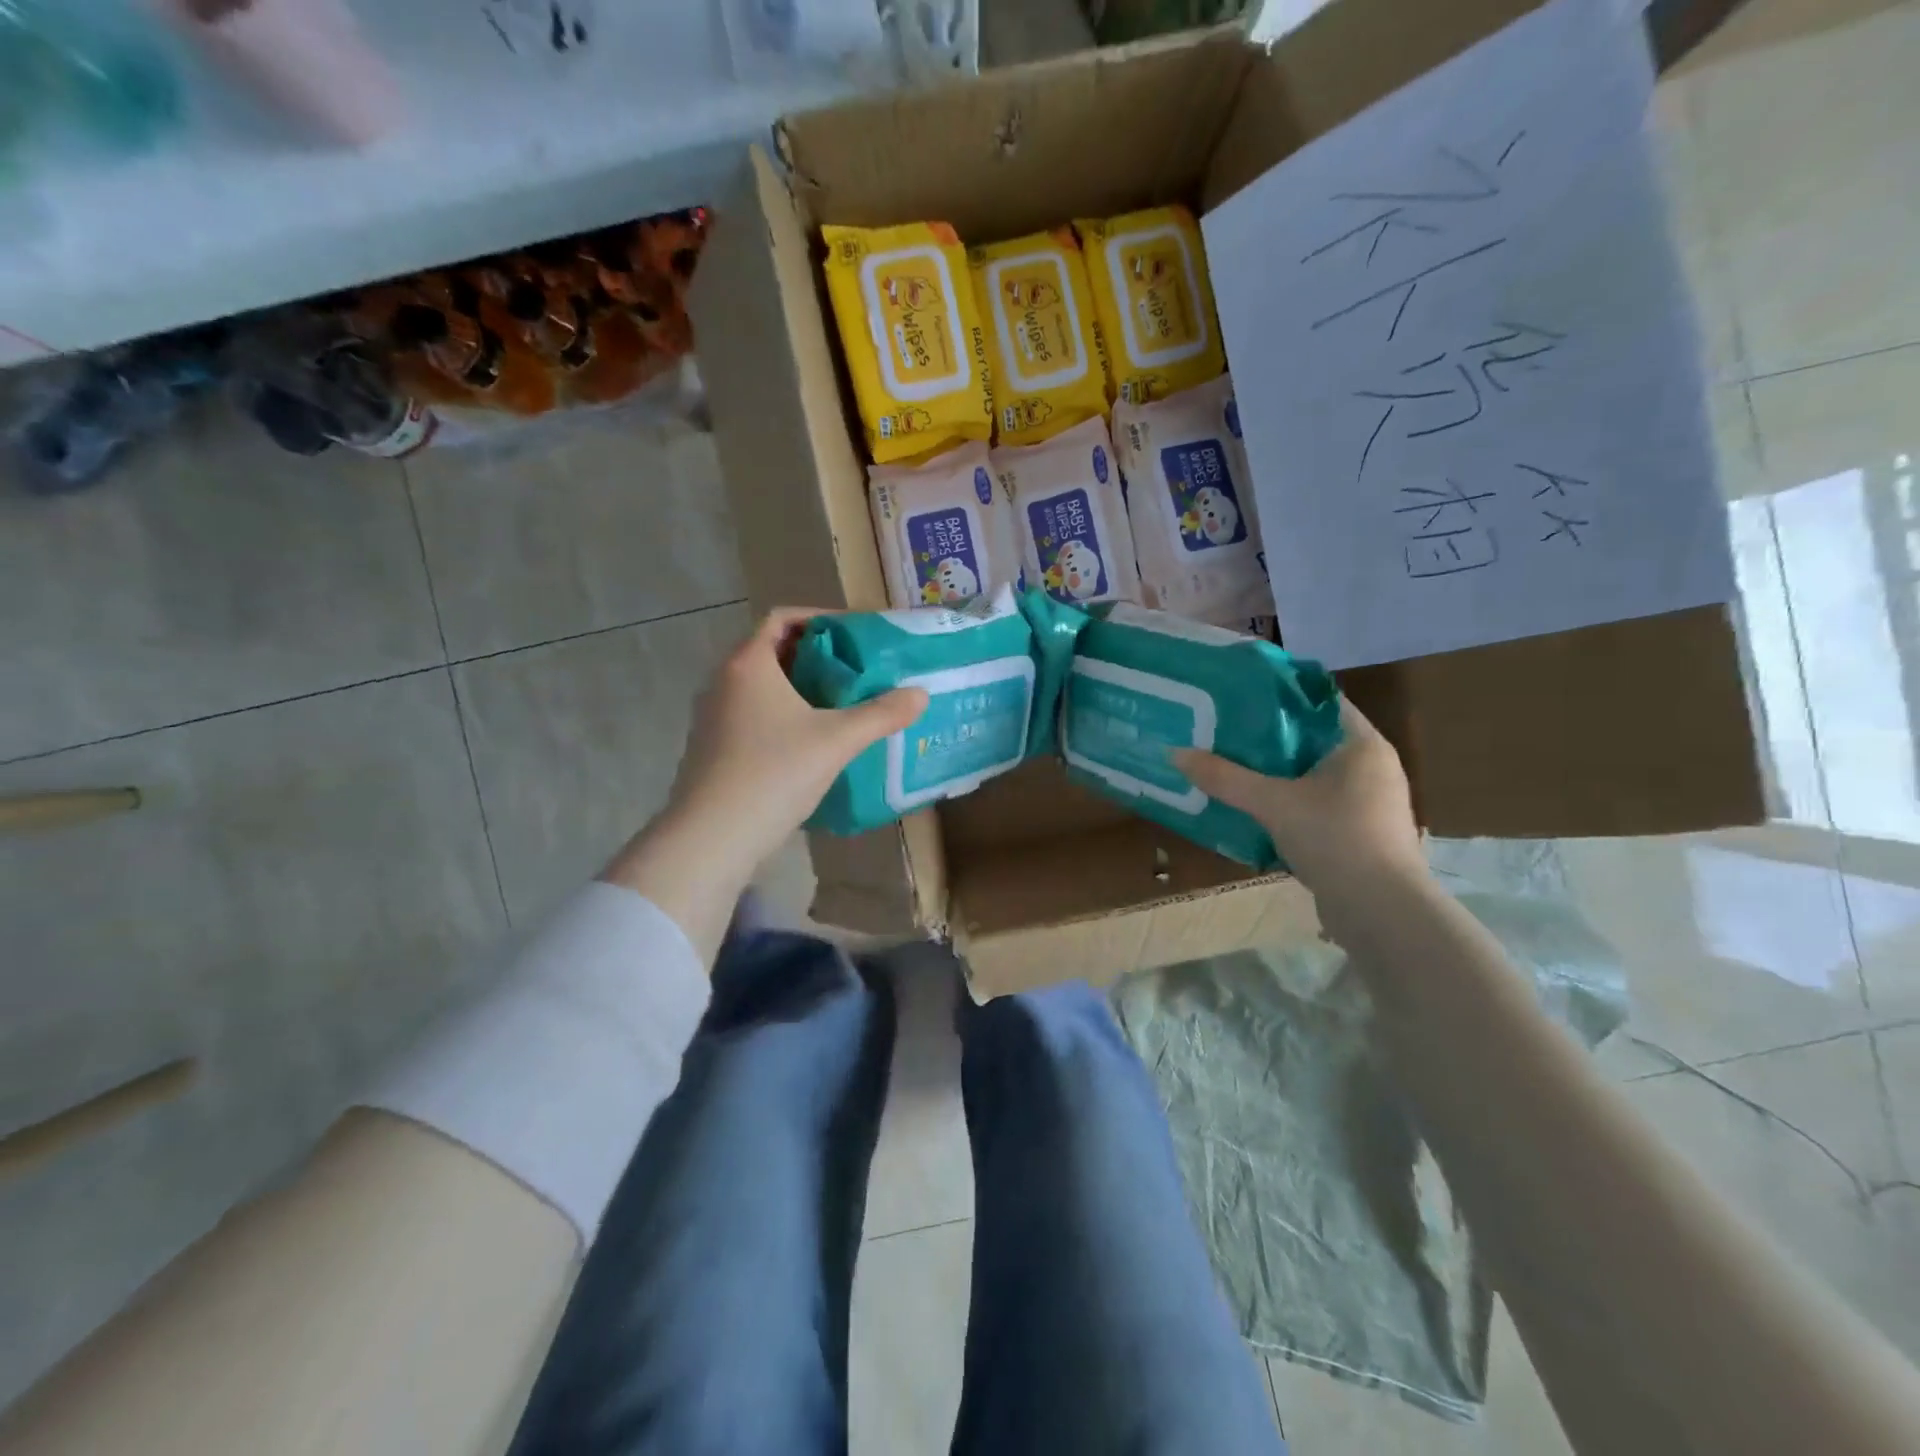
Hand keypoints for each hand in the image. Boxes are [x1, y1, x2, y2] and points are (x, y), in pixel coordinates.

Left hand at [663, 607, 928, 871]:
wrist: (711, 837)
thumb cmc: (773, 773)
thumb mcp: (836, 741)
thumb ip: (881, 714)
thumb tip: (920, 694)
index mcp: (748, 663)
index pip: (782, 617)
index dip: (821, 619)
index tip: (855, 635)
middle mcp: (724, 680)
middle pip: (773, 649)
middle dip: (817, 655)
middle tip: (857, 671)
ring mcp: (713, 715)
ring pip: (762, 685)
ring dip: (800, 686)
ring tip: (841, 704)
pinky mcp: (713, 746)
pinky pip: (753, 713)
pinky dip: (783, 713)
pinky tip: (811, 741)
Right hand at [1173, 699, 1425, 897]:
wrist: (1381, 911)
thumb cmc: (1335, 838)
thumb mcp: (1272, 803)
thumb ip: (1225, 777)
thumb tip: (1174, 753)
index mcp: (1362, 744)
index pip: (1319, 702)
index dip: (1278, 696)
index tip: (1238, 695)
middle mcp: (1372, 767)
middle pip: (1311, 739)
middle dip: (1268, 738)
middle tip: (1222, 732)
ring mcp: (1369, 803)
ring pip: (1312, 776)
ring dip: (1275, 774)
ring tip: (1230, 768)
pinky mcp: (1360, 834)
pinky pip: (1316, 805)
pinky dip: (1287, 803)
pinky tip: (1254, 809)